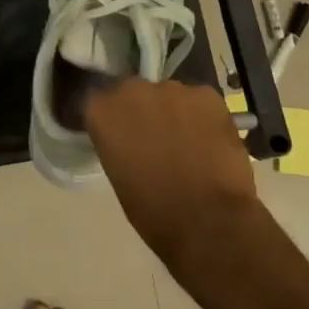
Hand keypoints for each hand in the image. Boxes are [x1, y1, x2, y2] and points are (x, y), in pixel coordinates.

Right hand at [81, 78, 257, 262]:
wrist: (211, 219)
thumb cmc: (156, 212)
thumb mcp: (119, 178)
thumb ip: (118, 147)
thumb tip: (130, 143)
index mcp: (102, 112)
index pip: (97, 103)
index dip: (109, 119)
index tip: (116, 135)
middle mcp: (133, 90)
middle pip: (133, 92)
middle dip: (140, 111)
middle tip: (153, 139)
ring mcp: (172, 89)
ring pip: (169, 96)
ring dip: (172, 113)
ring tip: (187, 143)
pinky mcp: (207, 94)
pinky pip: (199, 102)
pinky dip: (202, 117)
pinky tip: (211, 143)